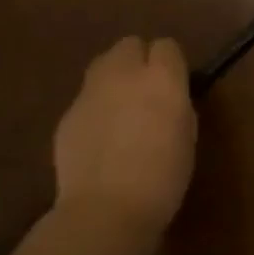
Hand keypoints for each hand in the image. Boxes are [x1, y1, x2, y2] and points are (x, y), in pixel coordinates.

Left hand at [52, 37, 196, 242]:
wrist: (107, 209)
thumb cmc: (163, 177)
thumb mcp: (186, 136)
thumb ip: (176, 105)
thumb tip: (167, 98)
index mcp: (162, 79)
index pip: (167, 46)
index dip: (170, 63)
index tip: (175, 84)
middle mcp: (124, 75)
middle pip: (129, 45)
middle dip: (138, 60)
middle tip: (146, 91)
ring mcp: (90, 93)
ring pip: (103, 65)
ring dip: (114, 78)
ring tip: (122, 110)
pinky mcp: (67, 114)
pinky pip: (86, 98)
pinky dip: (96, 108)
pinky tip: (101, 138)